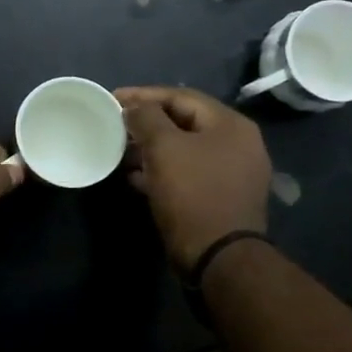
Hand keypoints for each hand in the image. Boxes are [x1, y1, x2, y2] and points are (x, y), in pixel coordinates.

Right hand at [116, 86, 270, 275]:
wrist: (218, 257)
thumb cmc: (192, 193)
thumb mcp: (164, 148)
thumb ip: (146, 118)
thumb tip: (134, 108)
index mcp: (230, 125)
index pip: (182, 97)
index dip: (144, 95)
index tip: (113, 98)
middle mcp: (237, 144)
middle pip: (184, 122)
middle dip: (147, 123)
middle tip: (116, 124)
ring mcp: (232, 174)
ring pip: (184, 150)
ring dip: (151, 148)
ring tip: (120, 151)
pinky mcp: (220, 199)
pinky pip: (186, 174)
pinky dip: (161, 171)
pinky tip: (135, 177)